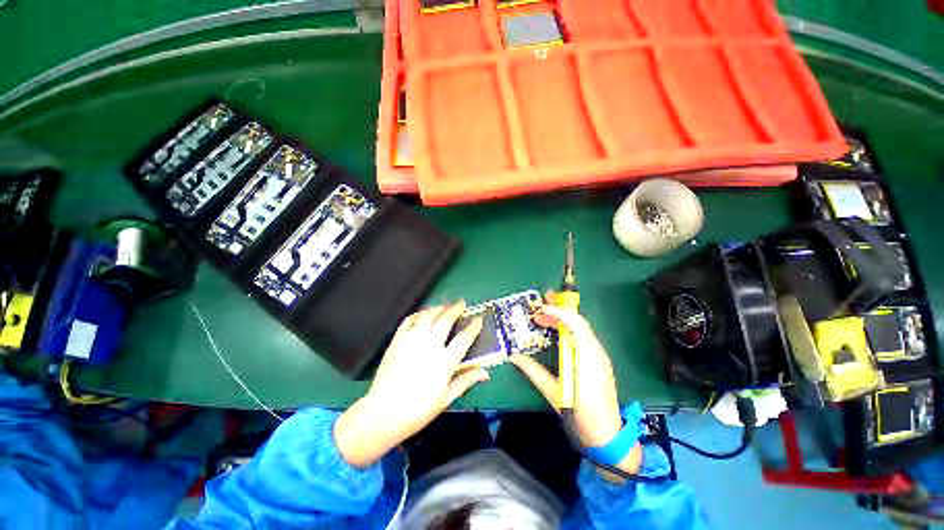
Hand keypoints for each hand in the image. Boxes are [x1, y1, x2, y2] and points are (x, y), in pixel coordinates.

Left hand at [334, 301, 486, 467]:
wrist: (382, 414)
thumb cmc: (418, 410)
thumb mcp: (446, 399)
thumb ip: (466, 381)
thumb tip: (485, 373)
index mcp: (445, 362)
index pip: (464, 338)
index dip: (473, 327)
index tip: (478, 319)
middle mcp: (430, 346)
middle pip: (446, 320)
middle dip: (456, 309)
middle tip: (461, 303)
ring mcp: (412, 341)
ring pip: (428, 315)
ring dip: (438, 307)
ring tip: (444, 306)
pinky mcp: (397, 340)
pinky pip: (408, 320)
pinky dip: (417, 314)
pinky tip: (422, 314)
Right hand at [511, 302, 640, 476]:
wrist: (607, 435)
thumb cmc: (581, 414)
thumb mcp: (553, 392)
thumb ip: (533, 371)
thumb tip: (514, 356)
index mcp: (588, 358)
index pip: (576, 324)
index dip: (558, 312)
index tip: (540, 309)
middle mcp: (596, 352)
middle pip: (579, 322)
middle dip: (559, 310)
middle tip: (540, 304)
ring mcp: (599, 356)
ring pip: (581, 329)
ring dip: (563, 319)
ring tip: (544, 316)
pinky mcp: (597, 361)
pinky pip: (583, 338)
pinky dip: (569, 330)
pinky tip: (556, 333)